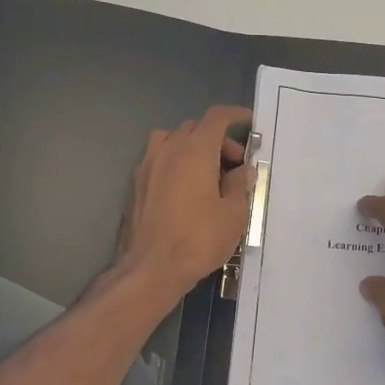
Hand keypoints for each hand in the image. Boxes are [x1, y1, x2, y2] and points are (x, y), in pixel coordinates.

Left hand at [116, 105, 253, 300]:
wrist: (150, 268)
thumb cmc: (197, 240)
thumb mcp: (233, 215)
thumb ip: (239, 186)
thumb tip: (242, 170)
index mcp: (194, 151)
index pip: (216, 118)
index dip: (235, 115)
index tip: (249, 122)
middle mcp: (167, 150)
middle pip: (194, 128)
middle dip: (217, 139)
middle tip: (234, 166)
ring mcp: (147, 166)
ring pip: (171, 140)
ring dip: (192, 148)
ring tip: (206, 174)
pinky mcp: (136, 185)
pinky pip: (158, 160)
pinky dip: (175, 163)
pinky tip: (185, 190)